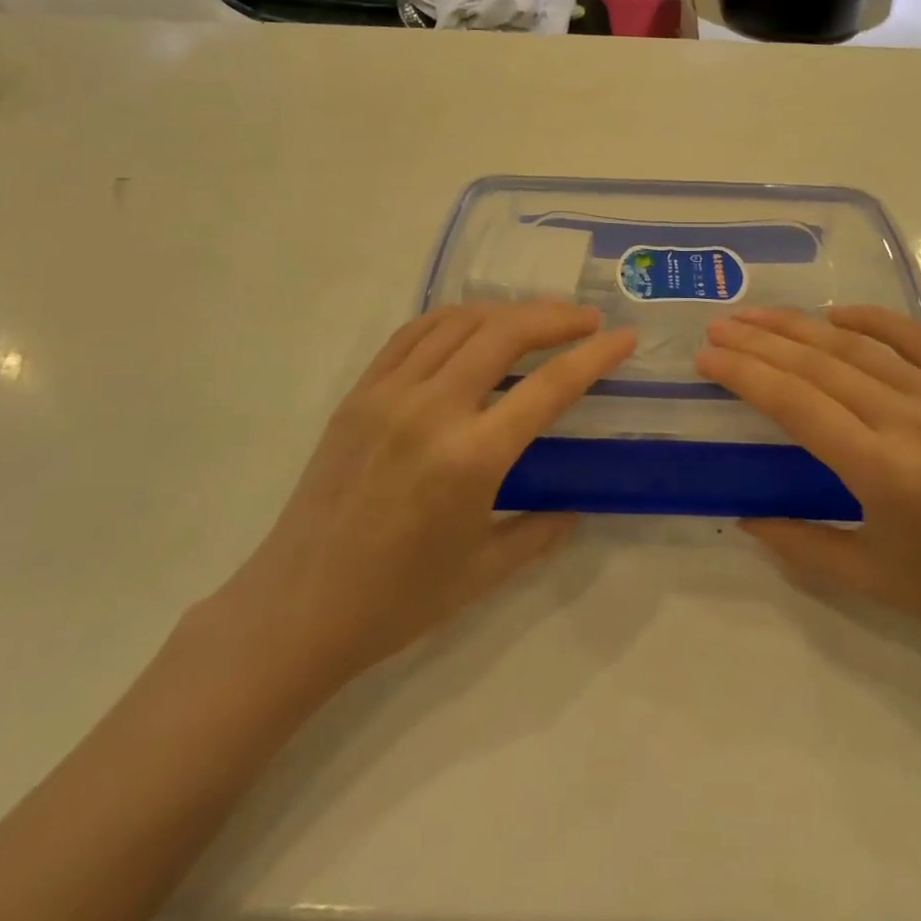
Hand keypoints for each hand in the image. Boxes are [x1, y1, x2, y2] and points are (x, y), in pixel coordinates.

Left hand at [210, 301, 635, 702]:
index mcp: (470, 458)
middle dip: (554, 317)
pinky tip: (474, 327)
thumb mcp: (483, 572)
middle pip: (504, 333)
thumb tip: (573, 509)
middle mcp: (431, 411)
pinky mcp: (358, 393)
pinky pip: (413, 334)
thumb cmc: (396, 600)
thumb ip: (538, 533)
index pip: (549, 387)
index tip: (625, 337)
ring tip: (537, 319)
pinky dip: (454, 319)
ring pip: (458, 322)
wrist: (296, 609)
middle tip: (586, 320)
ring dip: (506, 311)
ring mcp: (388, 395)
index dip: (595, 356)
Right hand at [696, 306, 920, 673]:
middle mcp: (915, 422)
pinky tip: (832, 314)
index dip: (745, 374)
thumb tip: (742, 513)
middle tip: (719, 325)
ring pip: (858, 346)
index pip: (797, 404)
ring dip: (801, 325)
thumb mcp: (870, 580)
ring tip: (757, 314)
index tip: (706, 356)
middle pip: (819, 365)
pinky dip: (868, 320)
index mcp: (886, 474)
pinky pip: (913, 337)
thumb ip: (797, 543)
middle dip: (761, 341)